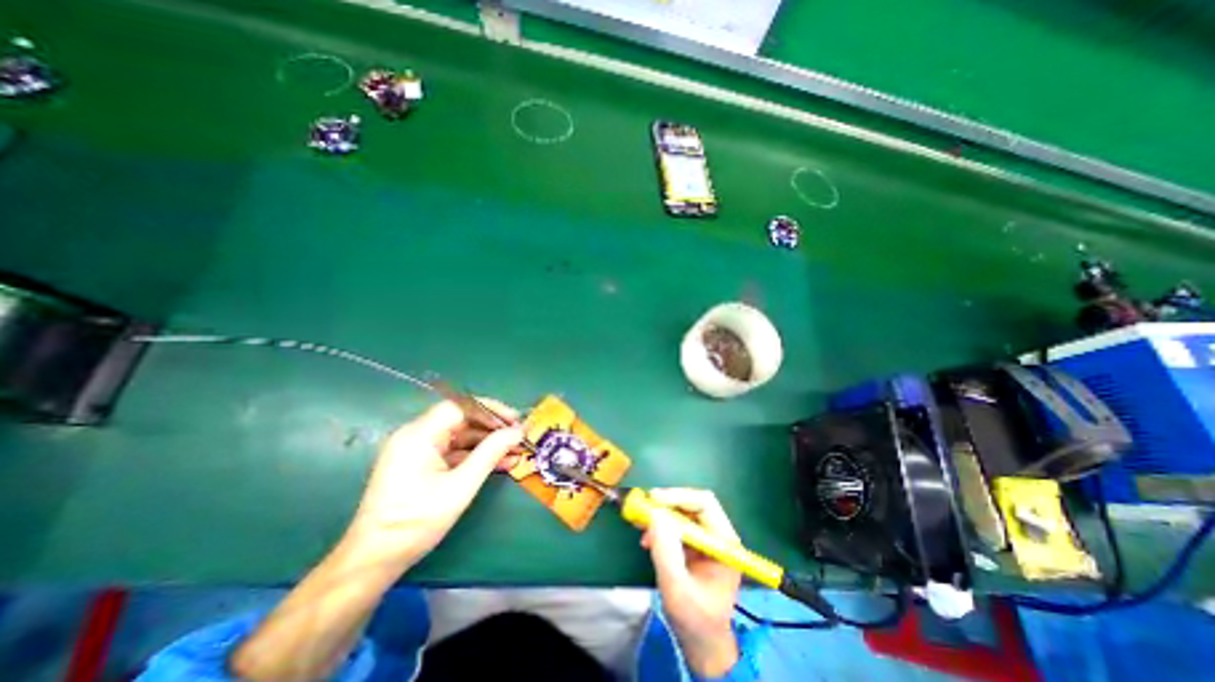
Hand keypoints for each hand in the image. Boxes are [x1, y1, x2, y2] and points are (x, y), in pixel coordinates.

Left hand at [347, 399, 528, 568]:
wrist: (373, 561)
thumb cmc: (416, 522)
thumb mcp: (460, 486)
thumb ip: (490, 453)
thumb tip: (517, 431)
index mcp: (419, 434)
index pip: (460, 406)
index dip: (490, 410)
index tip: (514, 420)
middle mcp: (416, 435)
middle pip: (461, 420)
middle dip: (492, 428)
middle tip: (519, 436)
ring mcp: (417, 450)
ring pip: (460, 437)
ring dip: (488, 443)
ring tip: (516, 451)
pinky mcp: (420, 464)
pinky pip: (453, 452)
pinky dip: (475, 456)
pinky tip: (500, 463)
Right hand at [639, 490, 744, 676]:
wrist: (702, 643)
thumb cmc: (695, 619)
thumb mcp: (677, 588)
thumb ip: (666, 551)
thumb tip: (655, 514)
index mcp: (724, 543)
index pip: (704, 504)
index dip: (678, 496)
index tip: (653, 500)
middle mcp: (718, 535)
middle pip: (692, 504)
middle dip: (666, 504)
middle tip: (643, 508)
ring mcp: (706, 539)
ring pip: (682, 512)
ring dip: (660, 516)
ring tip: (641, 525)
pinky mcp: (695, 545)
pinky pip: (676, 525)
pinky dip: (660, 527)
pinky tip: (647, 539)